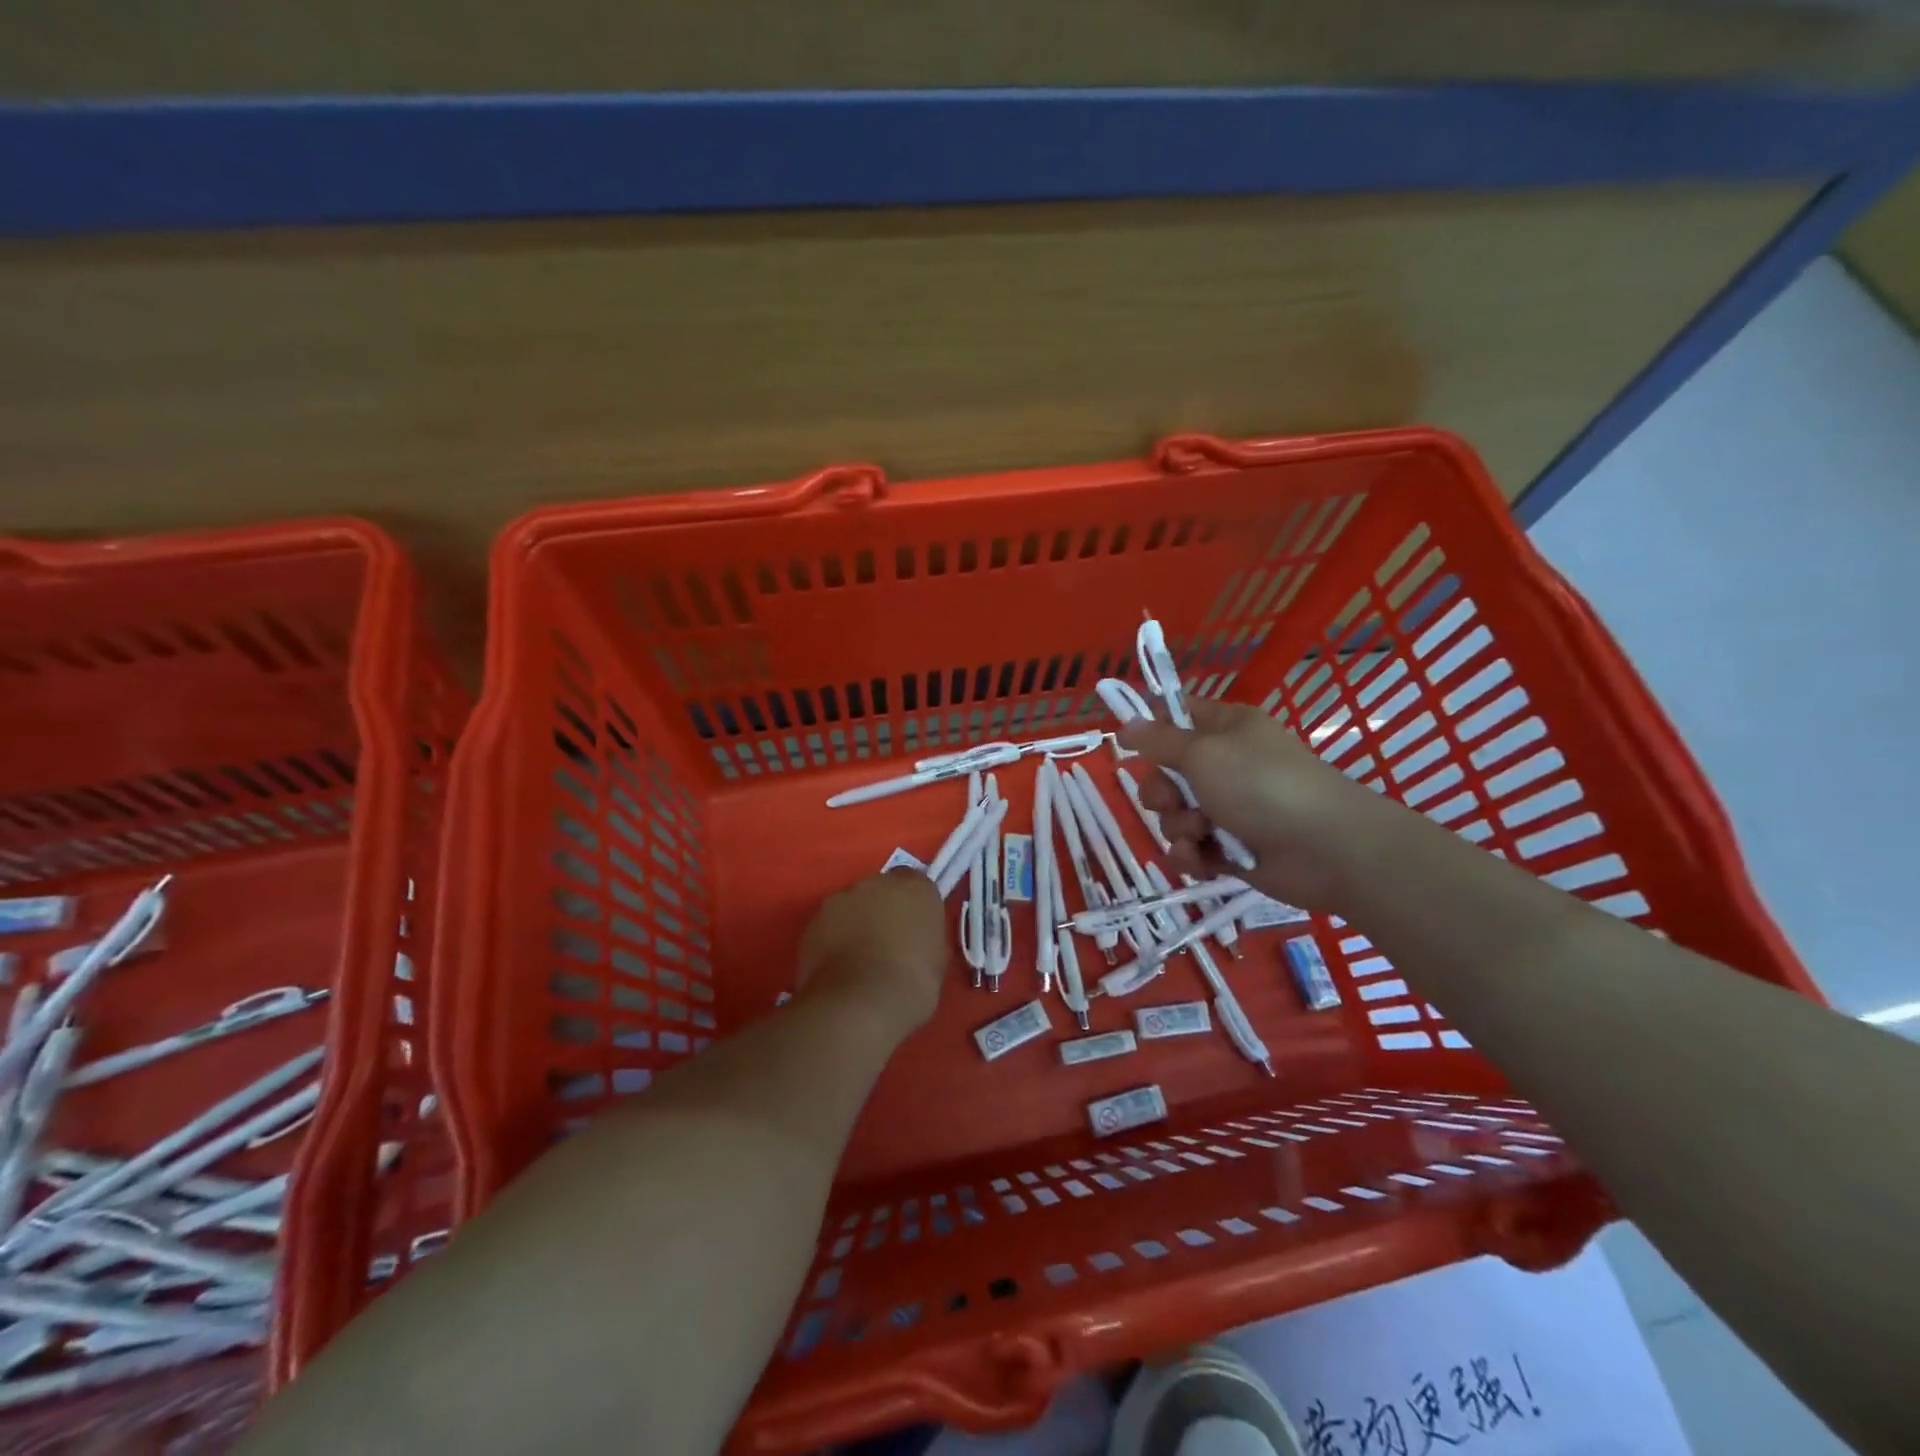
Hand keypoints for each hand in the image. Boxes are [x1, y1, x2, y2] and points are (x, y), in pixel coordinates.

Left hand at [796, 869, 947, 1040]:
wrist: (859, 1003)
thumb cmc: (912, 983)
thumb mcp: (936, 960)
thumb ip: (924, 938)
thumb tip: (915, 942)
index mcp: (915, 888)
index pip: (915, 883)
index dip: (913, 906)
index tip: (913, 929)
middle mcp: (876, 882)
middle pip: (880, 890)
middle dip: (882, 910)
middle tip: (886, 943)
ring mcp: (840, 899)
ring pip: (851, 906)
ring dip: (855, 922)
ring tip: (857, 959)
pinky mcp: (813, 921)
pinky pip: (828, 926)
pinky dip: (833, 939)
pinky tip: (837, 968)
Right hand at [1120, 699, 1389, 910]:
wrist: (1324, 849)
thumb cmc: (1261, 785)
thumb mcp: (1202, 752)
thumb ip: (1158, 740)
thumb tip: (1126, 724)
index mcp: (1226, 729)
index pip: (1178, 714)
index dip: (1150, 727)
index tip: (1126, 743)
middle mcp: (1227, 764)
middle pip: (1167, 773)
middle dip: (1160, 792)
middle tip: (1171, 800)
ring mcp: (1230, 808)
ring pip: (1175, 814)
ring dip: (1178, 826)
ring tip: (1200, 833)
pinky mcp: (1231, 848)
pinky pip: (1191, 848)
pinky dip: (1190, 855)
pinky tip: (1199, 859)